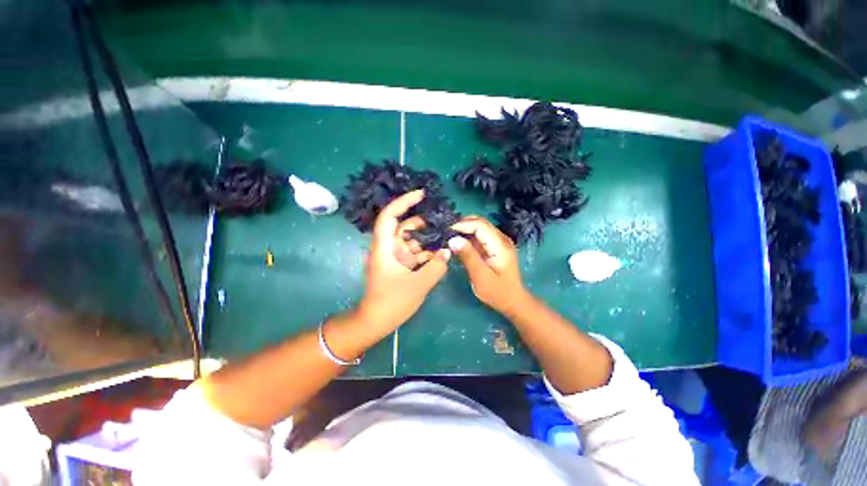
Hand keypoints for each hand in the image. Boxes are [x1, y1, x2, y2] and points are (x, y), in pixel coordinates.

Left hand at [357, 190, 450, 330]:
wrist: (376, 321)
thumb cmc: (392, 302)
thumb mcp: (418, 284)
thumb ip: (435, 267)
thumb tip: (446, 252)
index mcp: (385, 247)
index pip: (390, 216)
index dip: (403, 202)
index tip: (421, 194)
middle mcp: (389, 248)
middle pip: (405, 227)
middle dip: (424, 223)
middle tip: (445, 221)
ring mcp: (395, 257)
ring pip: (413, 241)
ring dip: (428, 239)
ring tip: (448, 235)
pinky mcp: (401, 265)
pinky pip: (416, 253)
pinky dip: (427, 252)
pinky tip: (442, 252)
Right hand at [448, 216, 527, 313]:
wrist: (512, 301)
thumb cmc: (497, 292)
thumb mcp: (480, 276)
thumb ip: (468, 256)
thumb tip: (452, 239)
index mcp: (500, 244)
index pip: (479, 225)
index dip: (461, 225)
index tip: (445, 231)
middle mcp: (500, 238)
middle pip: (479, 222)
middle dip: (461, 224)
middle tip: (444, 232)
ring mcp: (498, 241)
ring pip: (478, 227)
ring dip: (463, 229)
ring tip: (447, 236)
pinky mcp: (493, 246)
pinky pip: (479, 236)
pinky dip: (467, 236)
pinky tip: (457, 242)